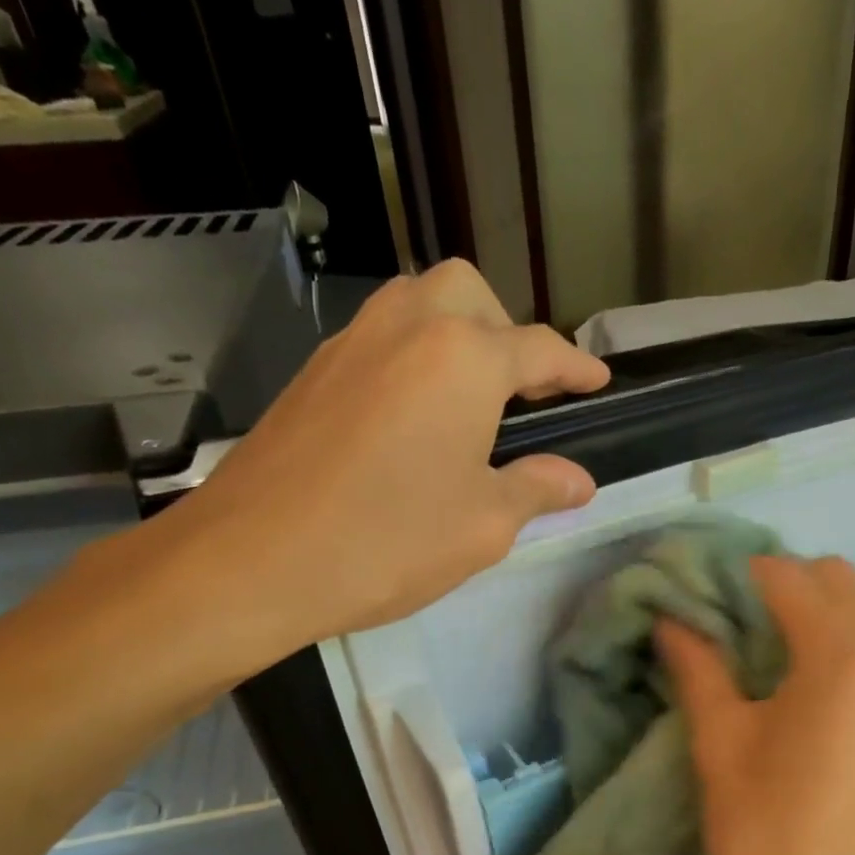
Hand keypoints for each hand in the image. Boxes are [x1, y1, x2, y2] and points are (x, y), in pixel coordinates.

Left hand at [146, 259, 609, 671]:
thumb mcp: (484, 524)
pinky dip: (412, 356)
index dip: (576, 367)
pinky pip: (378, 338)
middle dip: (506, 329)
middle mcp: (407, 329)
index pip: (538, 350)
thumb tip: (578, 480)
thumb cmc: (389, 541)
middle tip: (522, 391)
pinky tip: (413, 418)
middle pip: (470, 294)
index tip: (599, 382)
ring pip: (416, 304)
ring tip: (471, 399)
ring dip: (456, 333)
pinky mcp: (313, 373)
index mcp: (463, 360)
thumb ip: (537, 489)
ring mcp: (351, 344)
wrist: (255, 560)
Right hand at [657, 556, 854, 854]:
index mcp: (843, 656)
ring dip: (847, 605)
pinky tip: (828, 682)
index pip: (789, 579)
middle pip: (844, 581)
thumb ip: (699, 671)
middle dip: (788, 584)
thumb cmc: (766, 840)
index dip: (739, 576)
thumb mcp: (720, 748)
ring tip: (798, 643)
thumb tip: (672, 621)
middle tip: (739, 621)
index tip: (702, 592)